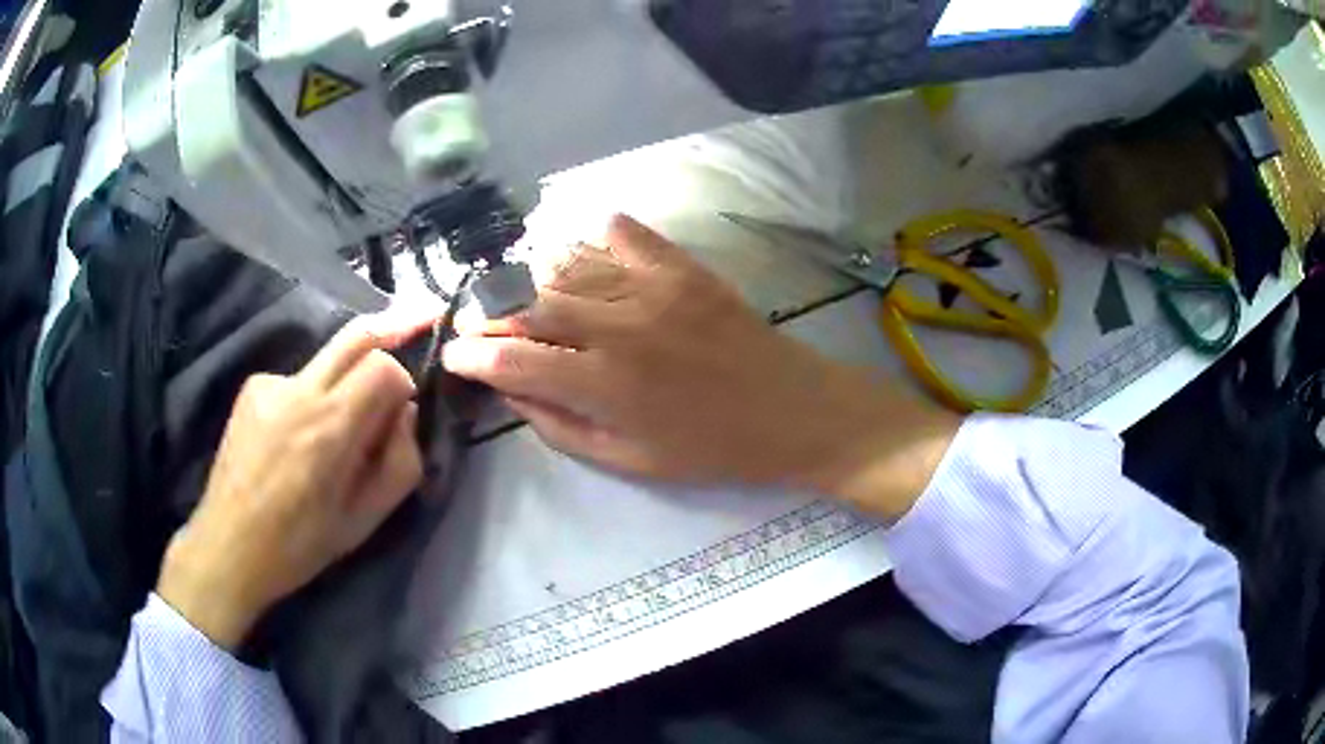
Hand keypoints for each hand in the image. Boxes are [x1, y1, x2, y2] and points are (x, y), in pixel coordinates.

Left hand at [157, 314, 431, 649]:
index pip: (383, 366)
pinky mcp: (252, 387)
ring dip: (346, 380)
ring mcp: (270, 383)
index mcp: (330, 429)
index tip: (403, 410)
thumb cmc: (301, 544)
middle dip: (394, 323)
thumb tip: (406, 413)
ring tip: (333, 435)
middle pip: (356, 334)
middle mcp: (299, 391)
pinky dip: (311, 399)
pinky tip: (295, 439)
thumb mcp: (365, 520)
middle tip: (423, 316)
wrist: (230, 545)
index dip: (403, 380)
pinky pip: (298, 380)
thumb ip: (400, 462)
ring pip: (326, 360)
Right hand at [443, 215, 960, 514]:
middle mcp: (620, 326)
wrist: (791, 410)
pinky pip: (622, 233)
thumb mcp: (630, 462)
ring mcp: (653, 287)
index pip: (514, 359)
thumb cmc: (711, 448)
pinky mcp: (681, 266)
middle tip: (484, 325)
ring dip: (535, 281)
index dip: (473, 354)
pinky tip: (586, 260)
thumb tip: (511, 389)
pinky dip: (593, 240)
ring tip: (529, 298)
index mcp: (607, 385)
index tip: (455, 354)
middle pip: (530, 303)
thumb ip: (560, 427)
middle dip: (492, 313)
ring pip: (566, 264)